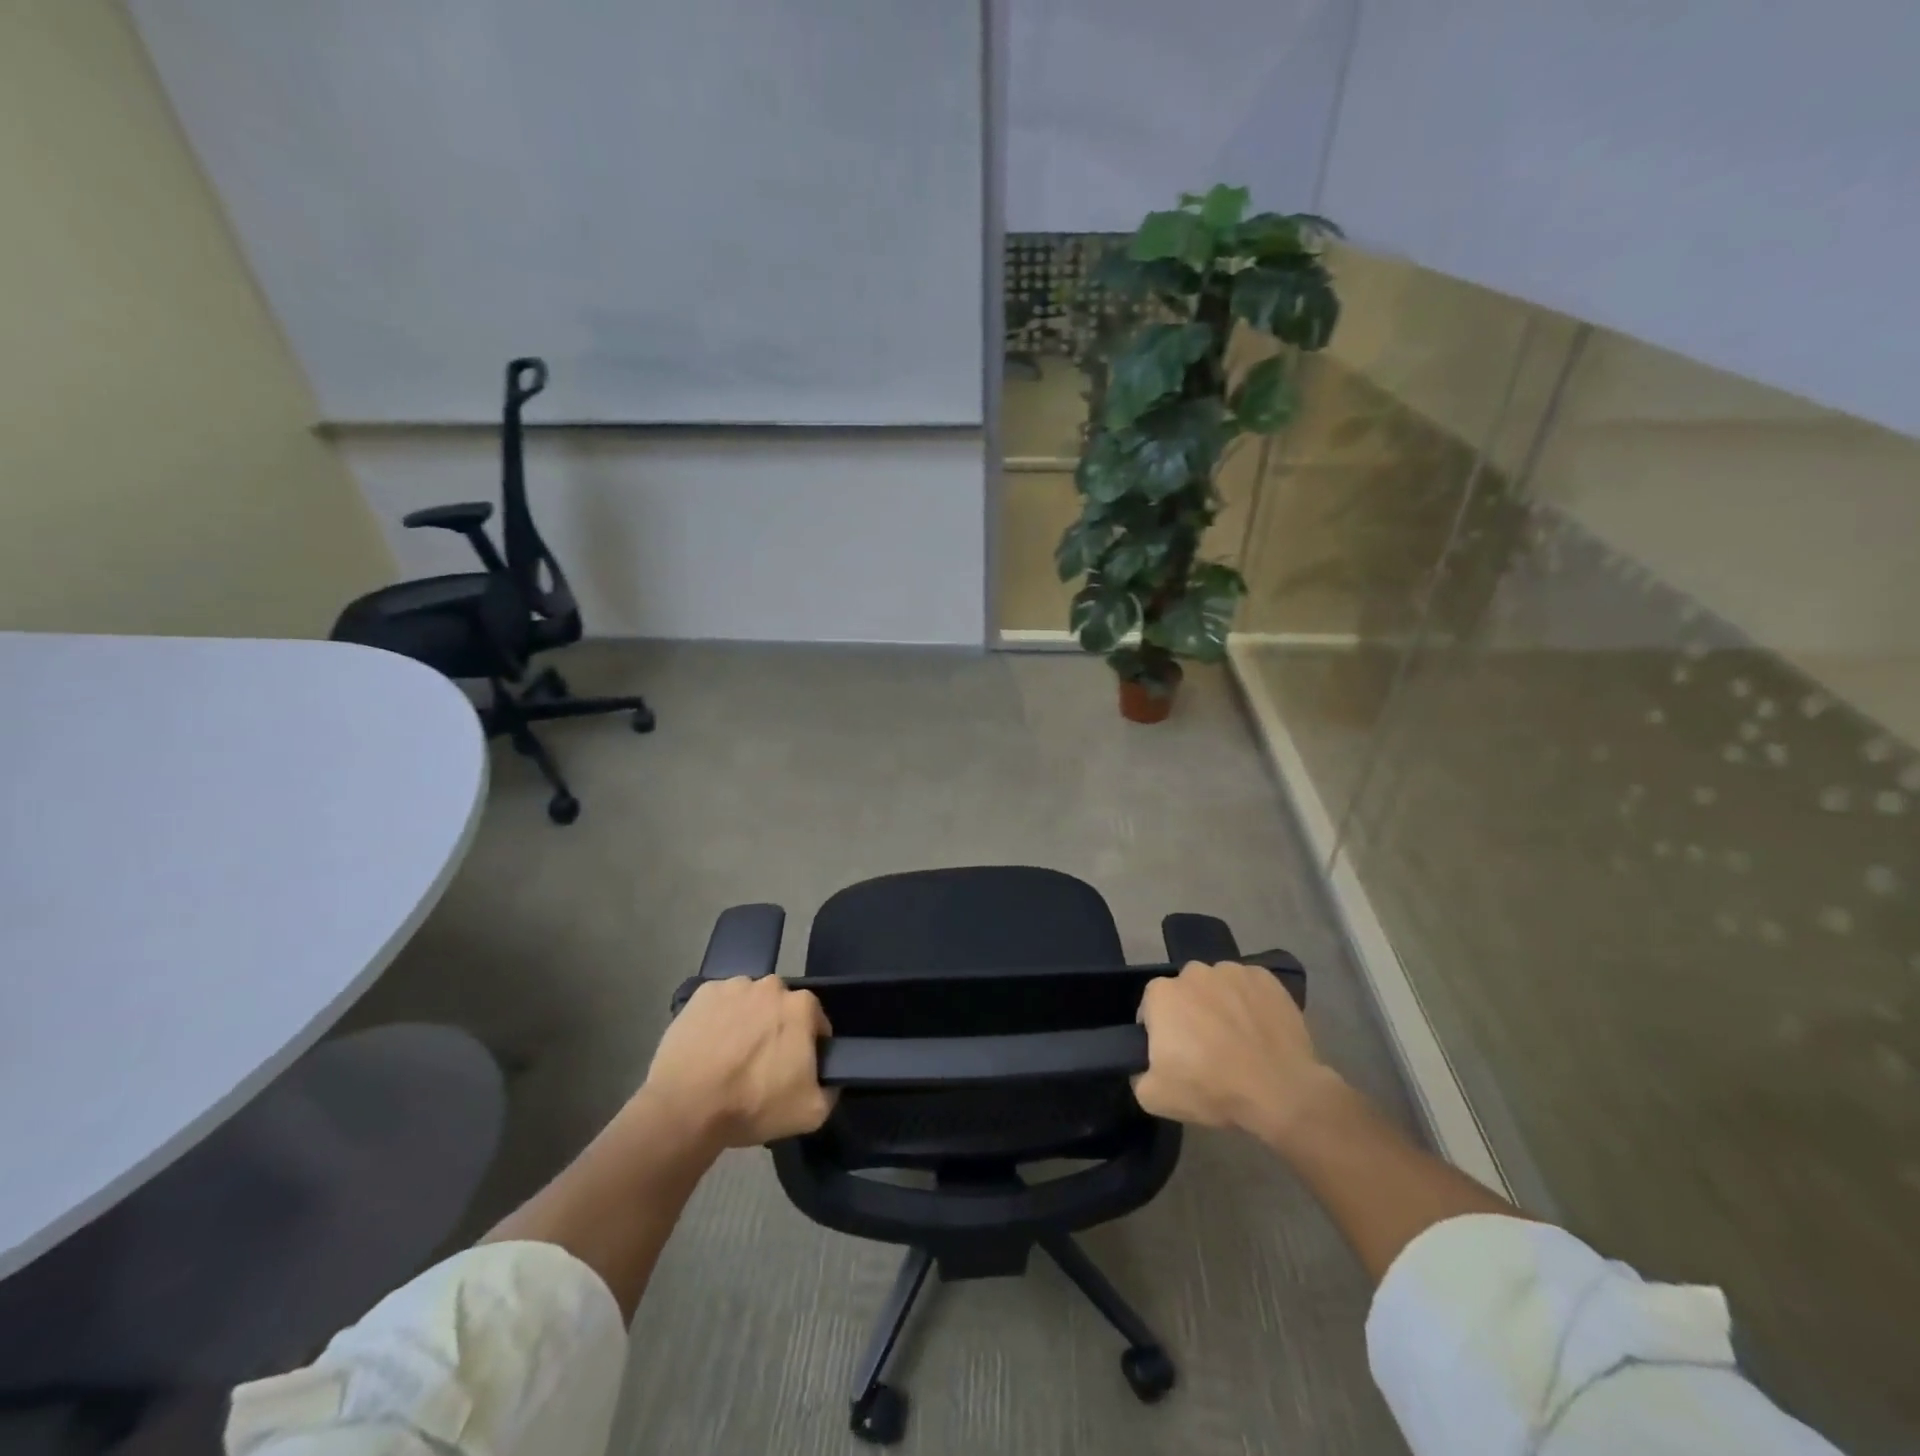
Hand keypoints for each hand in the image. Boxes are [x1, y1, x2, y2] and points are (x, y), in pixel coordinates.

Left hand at [639, 976, 835, 1148]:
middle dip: (776, 1028)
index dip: (808, 1046)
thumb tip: (830, 1079)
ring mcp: (733, 986)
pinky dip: (718, 1018)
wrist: (686, 1108)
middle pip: (781, 1007)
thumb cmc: (753, 1105)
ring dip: (747, 1020)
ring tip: (730, 1056)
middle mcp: (770, 985)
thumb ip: (831, 1089)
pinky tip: (709, 1046)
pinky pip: (719, 1003)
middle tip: (762, 1064)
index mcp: (801, 1006)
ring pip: (749, 1002)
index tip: (794, 1069)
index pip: (815, 1022)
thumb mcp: (811, 1112)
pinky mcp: (700, 994)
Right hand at [1134, 960, 1340, 1145]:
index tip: (1176, 1056)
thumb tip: (1145, 1066)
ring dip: (1222, 1005)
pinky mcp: (1266, 978)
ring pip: (1218, 986)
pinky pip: (1250, 988)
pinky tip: (1261, 1031)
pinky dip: (1251, 1003)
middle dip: (1191, 1014)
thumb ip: (1139, 1075)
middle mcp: (1194, 972)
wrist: (1281, 1092)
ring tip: (1238, 1040)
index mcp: (1162, 993)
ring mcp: (1233, 971)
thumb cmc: (1212, 1089)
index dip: (1162, 1033)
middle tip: (1207, 1049)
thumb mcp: (1155, 1097)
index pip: (1152, 1008)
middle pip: (1185, 993)